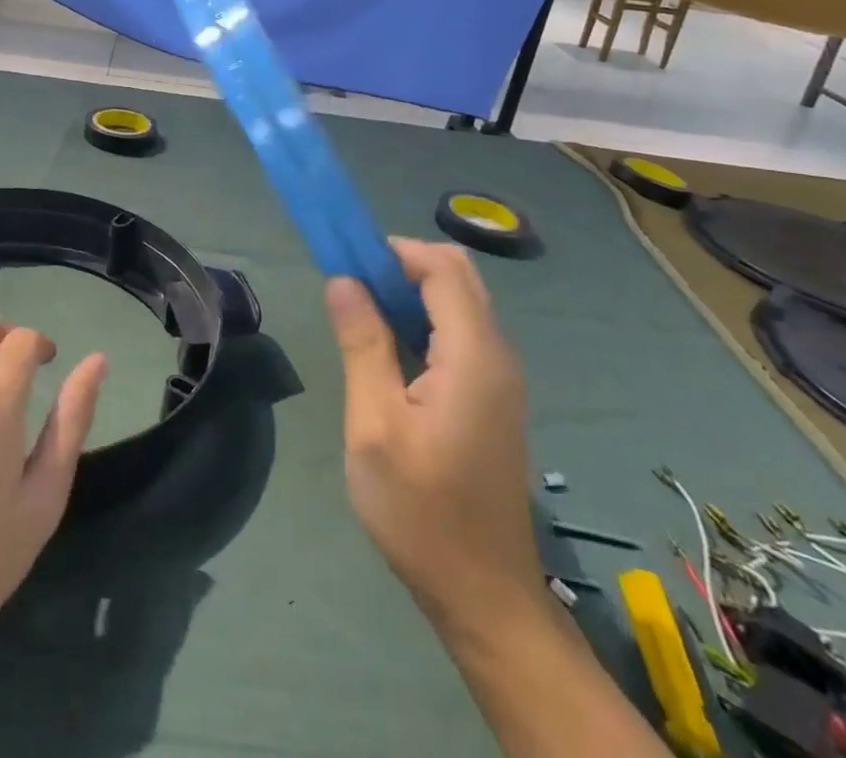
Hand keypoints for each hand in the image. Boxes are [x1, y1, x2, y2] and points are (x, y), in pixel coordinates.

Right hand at [326, 238, 540, 640]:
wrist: (484, 596)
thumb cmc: (421, 511)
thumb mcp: (374, 425)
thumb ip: (362, 344)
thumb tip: (344, 280)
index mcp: (474, 355)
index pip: (443, 267)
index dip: (395, 250)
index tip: (347, 258)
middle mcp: (498, 356)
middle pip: (458, 277)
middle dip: (403, 265)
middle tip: (353, 287)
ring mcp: (501, 379)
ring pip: (460, 304)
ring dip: (412, 292)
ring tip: (362, 315)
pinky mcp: (494, 398)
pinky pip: (461, 334)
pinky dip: (424, 321)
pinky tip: (390, 351)